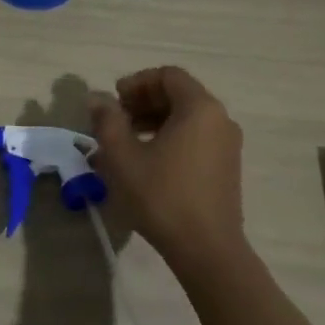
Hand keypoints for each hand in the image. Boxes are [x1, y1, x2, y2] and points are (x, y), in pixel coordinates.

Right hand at [91, 67, 250, 279]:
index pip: (168, 76)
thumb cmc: (162, 196)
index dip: (136, 82)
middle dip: (143, 102)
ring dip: (153, 121)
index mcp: (199, 108)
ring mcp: (227, 144)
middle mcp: (220, 119)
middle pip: (179, 94)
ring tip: (124, 142)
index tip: (113, 101)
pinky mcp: (226, 167)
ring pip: (186, 118)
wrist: (206, 249)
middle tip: (115, 121)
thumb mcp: (123, 156)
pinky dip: (169, 138)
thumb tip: (97, 99)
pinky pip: (195, 138)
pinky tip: (146, 162)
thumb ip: (107, 121)